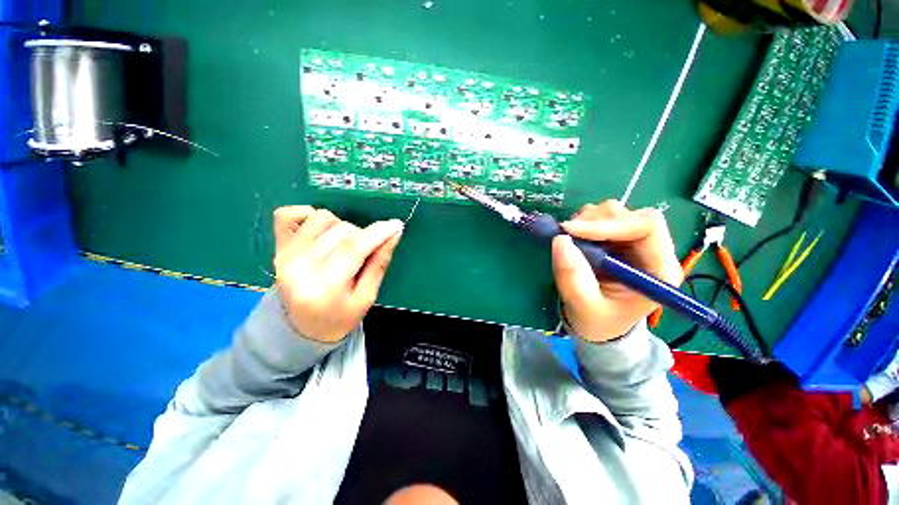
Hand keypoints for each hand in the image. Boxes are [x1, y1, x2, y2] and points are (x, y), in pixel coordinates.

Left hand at [272, 206, 403, 341]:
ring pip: (322, 218)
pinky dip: (307, 214)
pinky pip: (287, 214)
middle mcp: (300, 267)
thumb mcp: (367, 297)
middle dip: (363, 235)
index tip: (396, 225)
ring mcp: (285, 255)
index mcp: (325, 286)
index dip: (378, 233)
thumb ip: (379, 263)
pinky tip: (322, 231)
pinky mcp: (278, 248)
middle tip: (367, 252)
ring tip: (344, 245)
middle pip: (341, 231)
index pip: (354, 248)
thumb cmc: (340, 317)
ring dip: (341, 227)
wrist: (303, 329)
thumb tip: (394, 233)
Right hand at [552, 200, 682, 341]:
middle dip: (594, 221)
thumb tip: (560, 240)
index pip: (646, 227)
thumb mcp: (584, 306)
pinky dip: (583, 223)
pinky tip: (575, 239)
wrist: (599, 324)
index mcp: (658, 270)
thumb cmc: (598, 320)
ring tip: (570, 239)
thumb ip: (573, 277)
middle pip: (629, 215)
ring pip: (614, 212)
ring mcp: (633, 242)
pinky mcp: (616, 239)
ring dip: (587, 221)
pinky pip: (600, 218)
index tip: (572, 231)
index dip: (609, 224)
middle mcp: (651, 250)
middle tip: (566, 234)